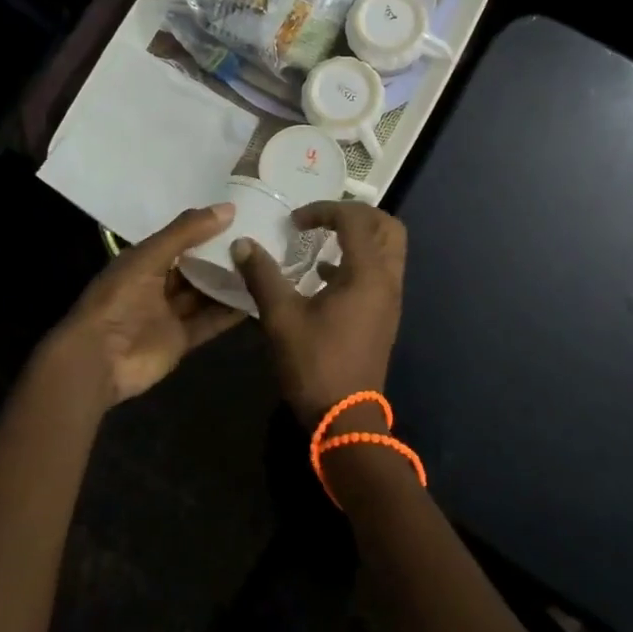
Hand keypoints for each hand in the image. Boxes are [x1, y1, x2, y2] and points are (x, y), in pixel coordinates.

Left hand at [48, 204, 246, 407]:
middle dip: (223, 255)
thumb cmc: (119, 298)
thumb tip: (229, 208)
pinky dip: (231, 312)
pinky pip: (211, 321)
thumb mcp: (150, 257)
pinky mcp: (182, 339)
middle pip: (197, 266)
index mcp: (145, 260)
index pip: (182, 238)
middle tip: (261, 239)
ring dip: (231, 282)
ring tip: (266, 265)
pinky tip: (258, 298)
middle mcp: (159, 283)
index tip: (242, 215)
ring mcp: (170, 313)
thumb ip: (187, 232)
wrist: (98, 359)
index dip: (208, 227)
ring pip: (206, 293)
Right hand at [232, 202, 406, 425]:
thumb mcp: (281, 318)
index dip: (324, 210)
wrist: (346, 421)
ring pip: (388, 249)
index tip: (294, 222)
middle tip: (322, 219)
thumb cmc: (316, 365)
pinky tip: (324, 276)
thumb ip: (263, 276)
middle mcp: (387, 279)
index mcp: (367, 273)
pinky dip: (359, 261)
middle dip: (355, 214)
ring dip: (360, 237)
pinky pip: (380, 271)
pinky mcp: (385, 315)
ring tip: (323, 241)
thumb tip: (242, 244)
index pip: (355, 219)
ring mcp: (390, 299)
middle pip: (387, 226)